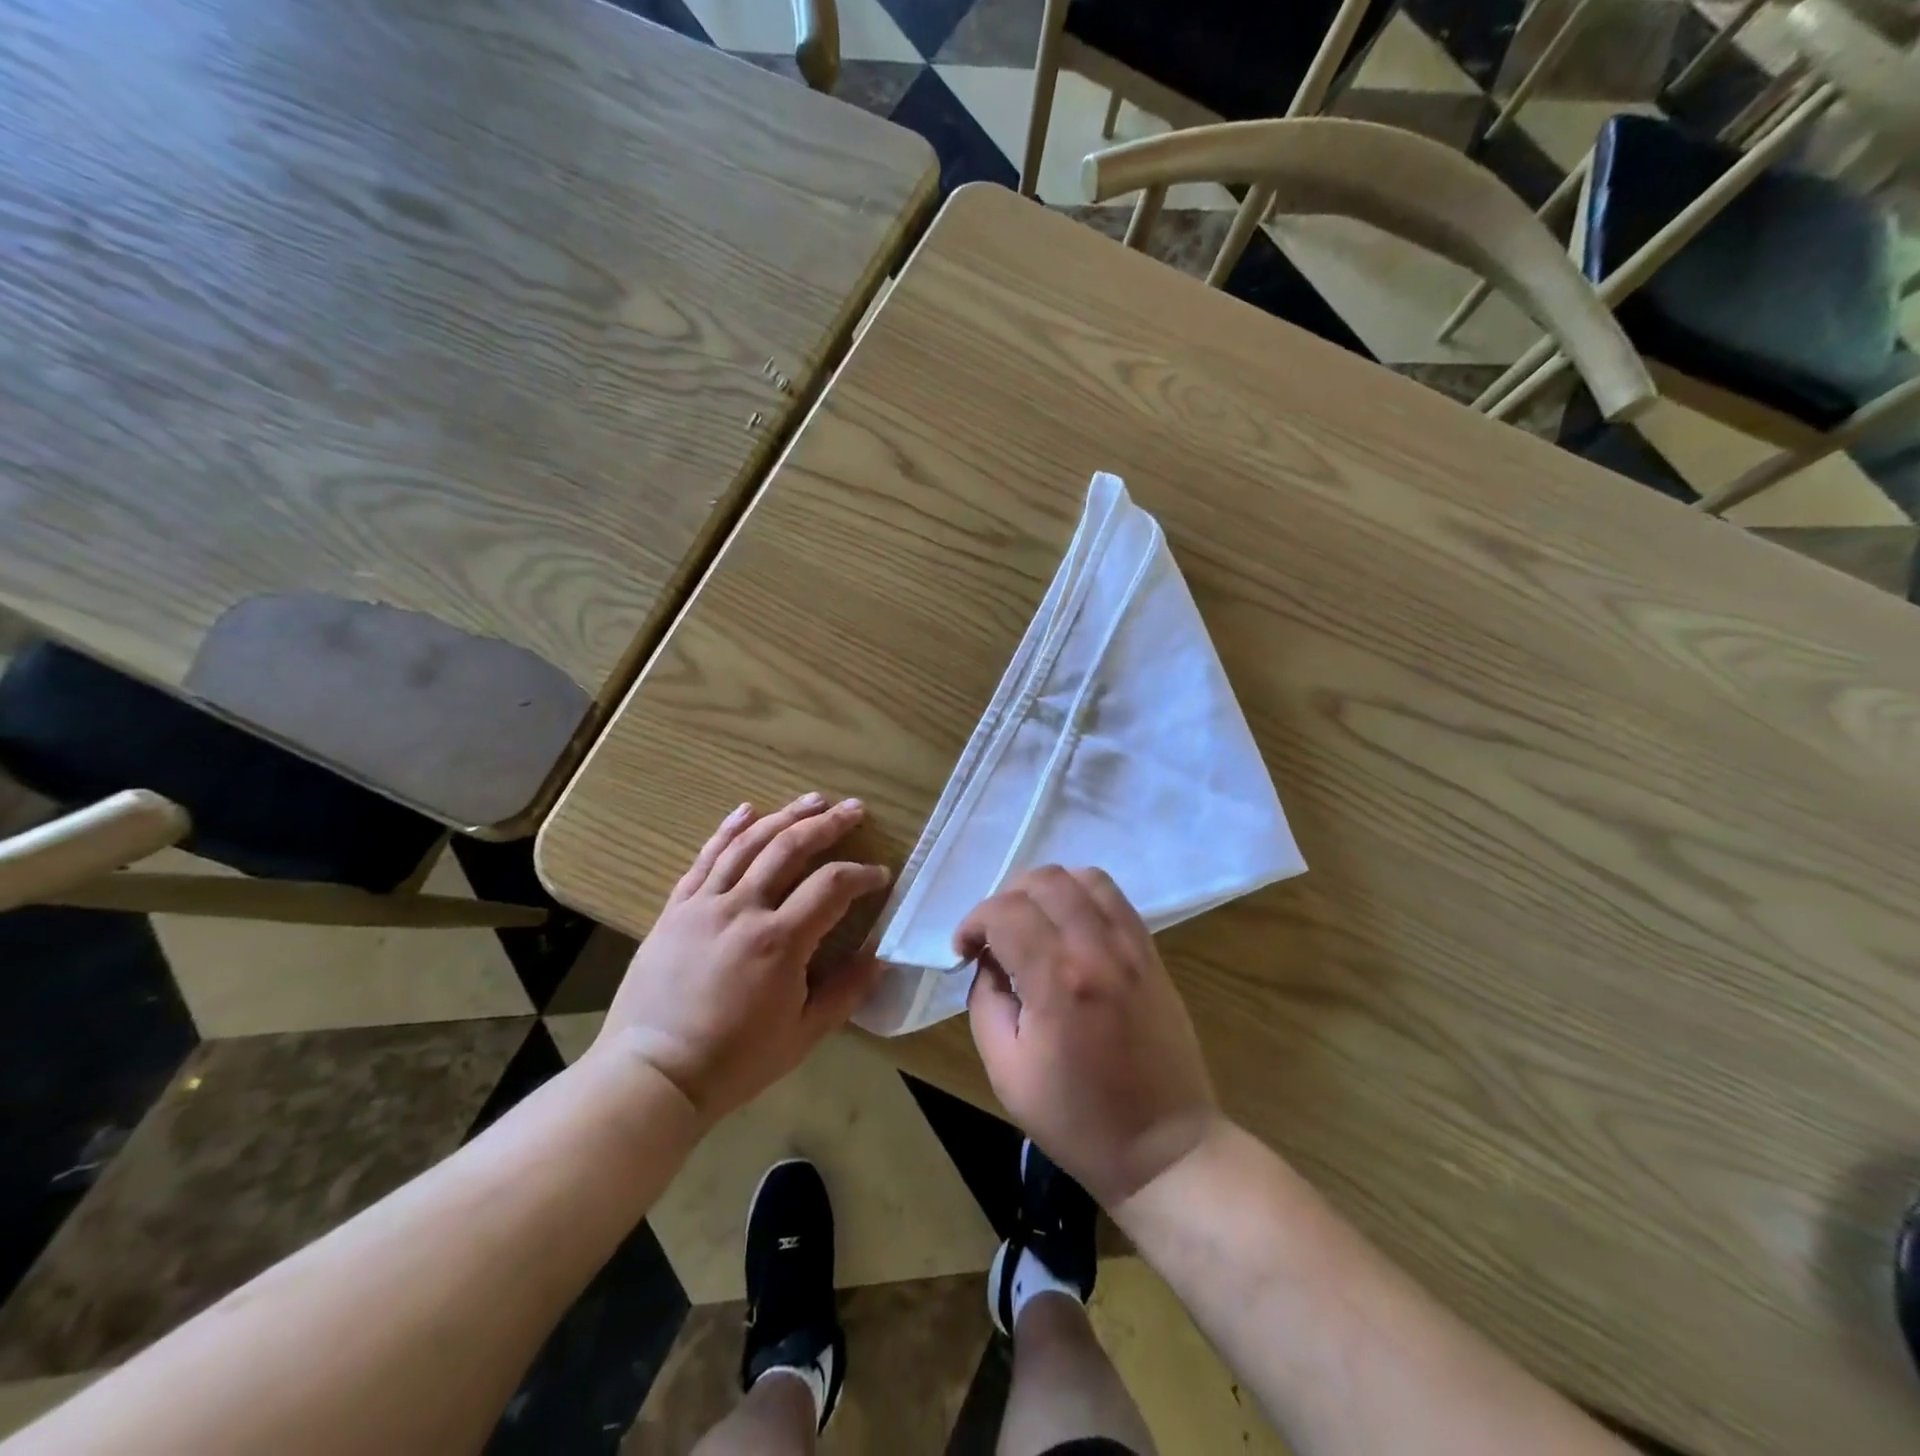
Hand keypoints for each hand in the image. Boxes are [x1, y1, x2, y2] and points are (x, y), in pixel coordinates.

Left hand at [593, 794, 890, 1122]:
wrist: (652, 1074)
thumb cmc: (734, 1061)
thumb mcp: (803, 1035)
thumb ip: (846, 992)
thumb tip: (881, 957)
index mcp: (779, 941)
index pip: (831, 886)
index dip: (861, 874)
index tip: (880, 875)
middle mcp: (742, 909)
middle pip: (790, 848)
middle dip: (828, 825)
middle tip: (854, 809)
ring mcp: (704, 904)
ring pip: (748, 844)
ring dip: (784, 816)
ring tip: (812, 800)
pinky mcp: (676, 909)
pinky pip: (705, 858)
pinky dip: (727, 830)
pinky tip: (746, 810)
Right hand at [961, 866, 1219, 1206]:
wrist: (1165, 1148)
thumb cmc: (1078, 1121)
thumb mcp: (1007, 1072)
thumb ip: (986, 1004)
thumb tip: (989, 963)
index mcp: (1057, 981)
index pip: (1004, 912)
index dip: (973, 923)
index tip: (964, 951)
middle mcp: (1097, 949)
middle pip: (1044, 880)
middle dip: (1006, 898)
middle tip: (995, 937)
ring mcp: (1132, 947)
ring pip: (1083, 877)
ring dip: (1046, 890)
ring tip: (1033, 924)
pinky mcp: (1152, 953)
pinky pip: (1115, 898)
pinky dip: (1082, 896)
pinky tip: (1068, 928)